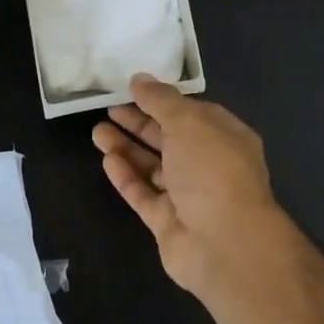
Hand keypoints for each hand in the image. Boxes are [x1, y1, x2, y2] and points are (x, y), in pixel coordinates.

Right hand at [92, 74, 291, 299]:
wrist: (224, 244)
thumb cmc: (213, 172)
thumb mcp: (189, 123)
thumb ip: (161, 101)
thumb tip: (139, 79)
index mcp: (225, 138)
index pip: (192, 113)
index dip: (163, 101)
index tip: (133, 90)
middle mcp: (208, 166)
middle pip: (169, 139)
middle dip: (139, 124)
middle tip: (108, 109)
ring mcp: (188, 196)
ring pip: (152, 167)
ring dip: (126, 148)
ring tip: (97, 132)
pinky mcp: (167, 221)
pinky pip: (144, 194)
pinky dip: (126, 177)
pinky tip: (107, 160)